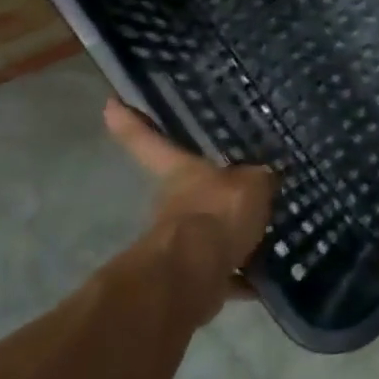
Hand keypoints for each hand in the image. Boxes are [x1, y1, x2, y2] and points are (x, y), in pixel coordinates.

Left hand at [104, 98, 276, 319]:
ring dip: (231, 233)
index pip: (150, 140)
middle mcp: (174, 203)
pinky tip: (267, 272)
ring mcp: (181, 241)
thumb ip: (260, 179)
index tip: (110, 104)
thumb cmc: (217, 213)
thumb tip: (268, 177)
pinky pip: (223, 268)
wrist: (194, 275)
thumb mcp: (252, 184)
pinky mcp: (194, 275)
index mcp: (181, 171)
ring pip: (208, 230)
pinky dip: (242, 272)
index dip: (133, 122)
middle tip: (243, 186)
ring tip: (267, 229)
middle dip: (211, 191)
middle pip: (188, 189)